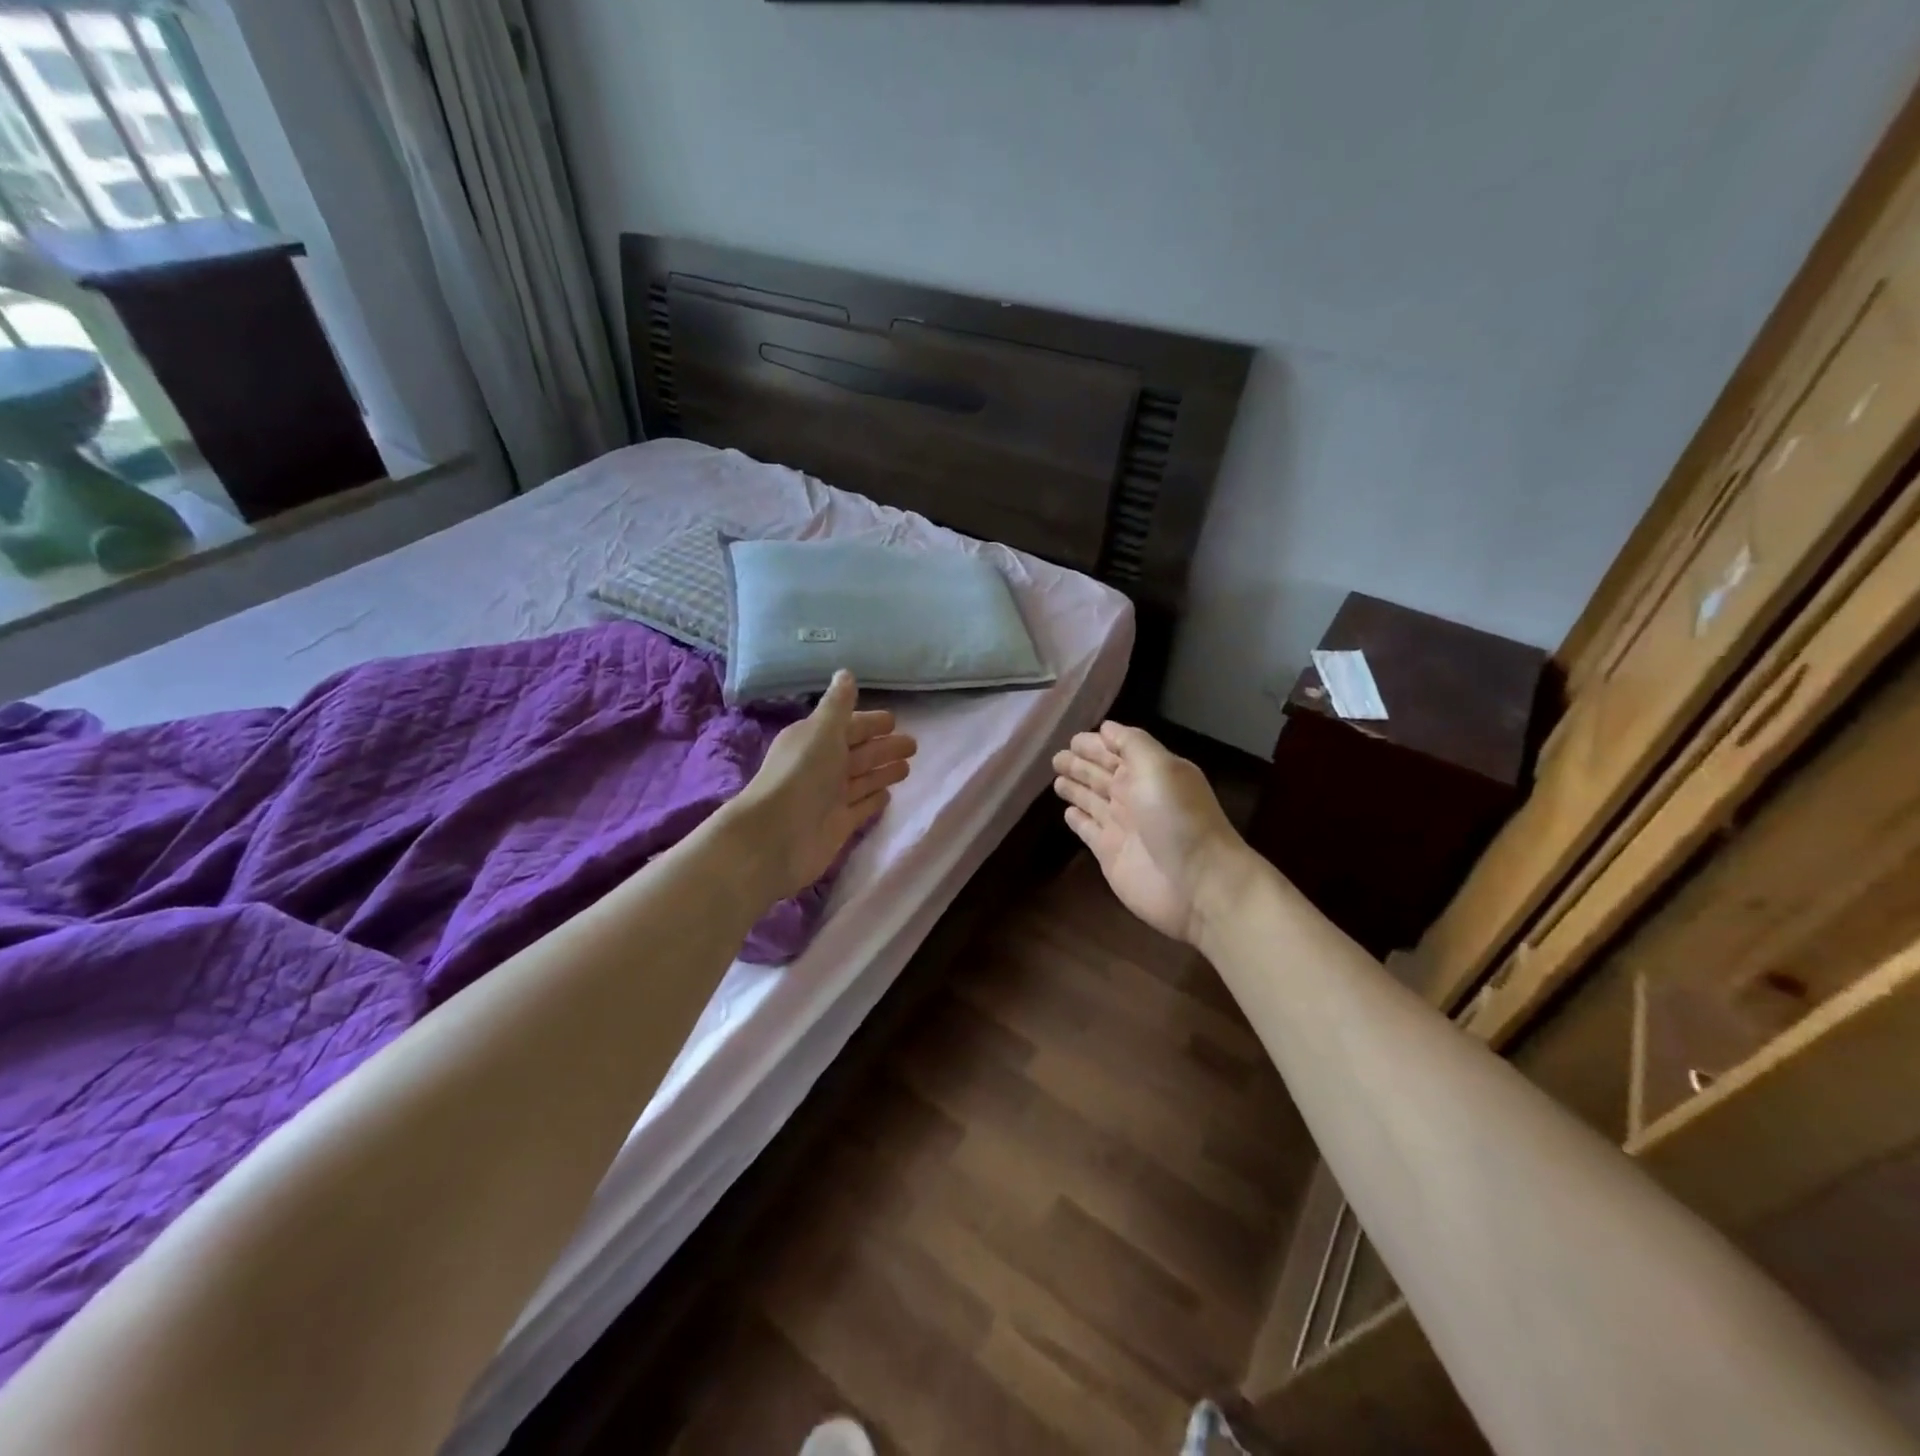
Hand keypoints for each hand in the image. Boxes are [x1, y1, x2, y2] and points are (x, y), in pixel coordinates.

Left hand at [733, 671, 916, 899]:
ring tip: (908, 768)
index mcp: (814, 740)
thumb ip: (838, 705)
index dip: (870, 723)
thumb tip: (845, 673)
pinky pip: (861, 807)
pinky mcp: (838, 824)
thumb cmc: (802, 775)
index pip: (848, 726)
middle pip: (859, 753)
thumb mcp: (822, 731)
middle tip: (913, 745)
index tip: (895, 720)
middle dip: (884, 747)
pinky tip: (889, 796)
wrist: (777, 836)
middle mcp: (821, 766)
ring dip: (883, 772)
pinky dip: (874, 800)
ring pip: (863, 779)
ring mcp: (830, 797)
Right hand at [1052, 722, 1252, 945]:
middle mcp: (1134, 796)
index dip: (1096, 744)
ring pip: (1091, 801)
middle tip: (1056, 757)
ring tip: (1056, 779)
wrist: (1197, 884)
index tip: (1072, 739)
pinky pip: (1088, 831)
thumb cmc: (1178, 819)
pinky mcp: (1110, 854)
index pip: (1117, 751)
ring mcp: (1121, 826)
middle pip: (1102, 775)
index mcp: (1149, 772)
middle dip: (1080, 764)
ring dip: (1076, 789)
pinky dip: (1078, 821)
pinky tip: (1067, 813)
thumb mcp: (1160, 768)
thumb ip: (1132, 744)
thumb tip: (1106, 728)